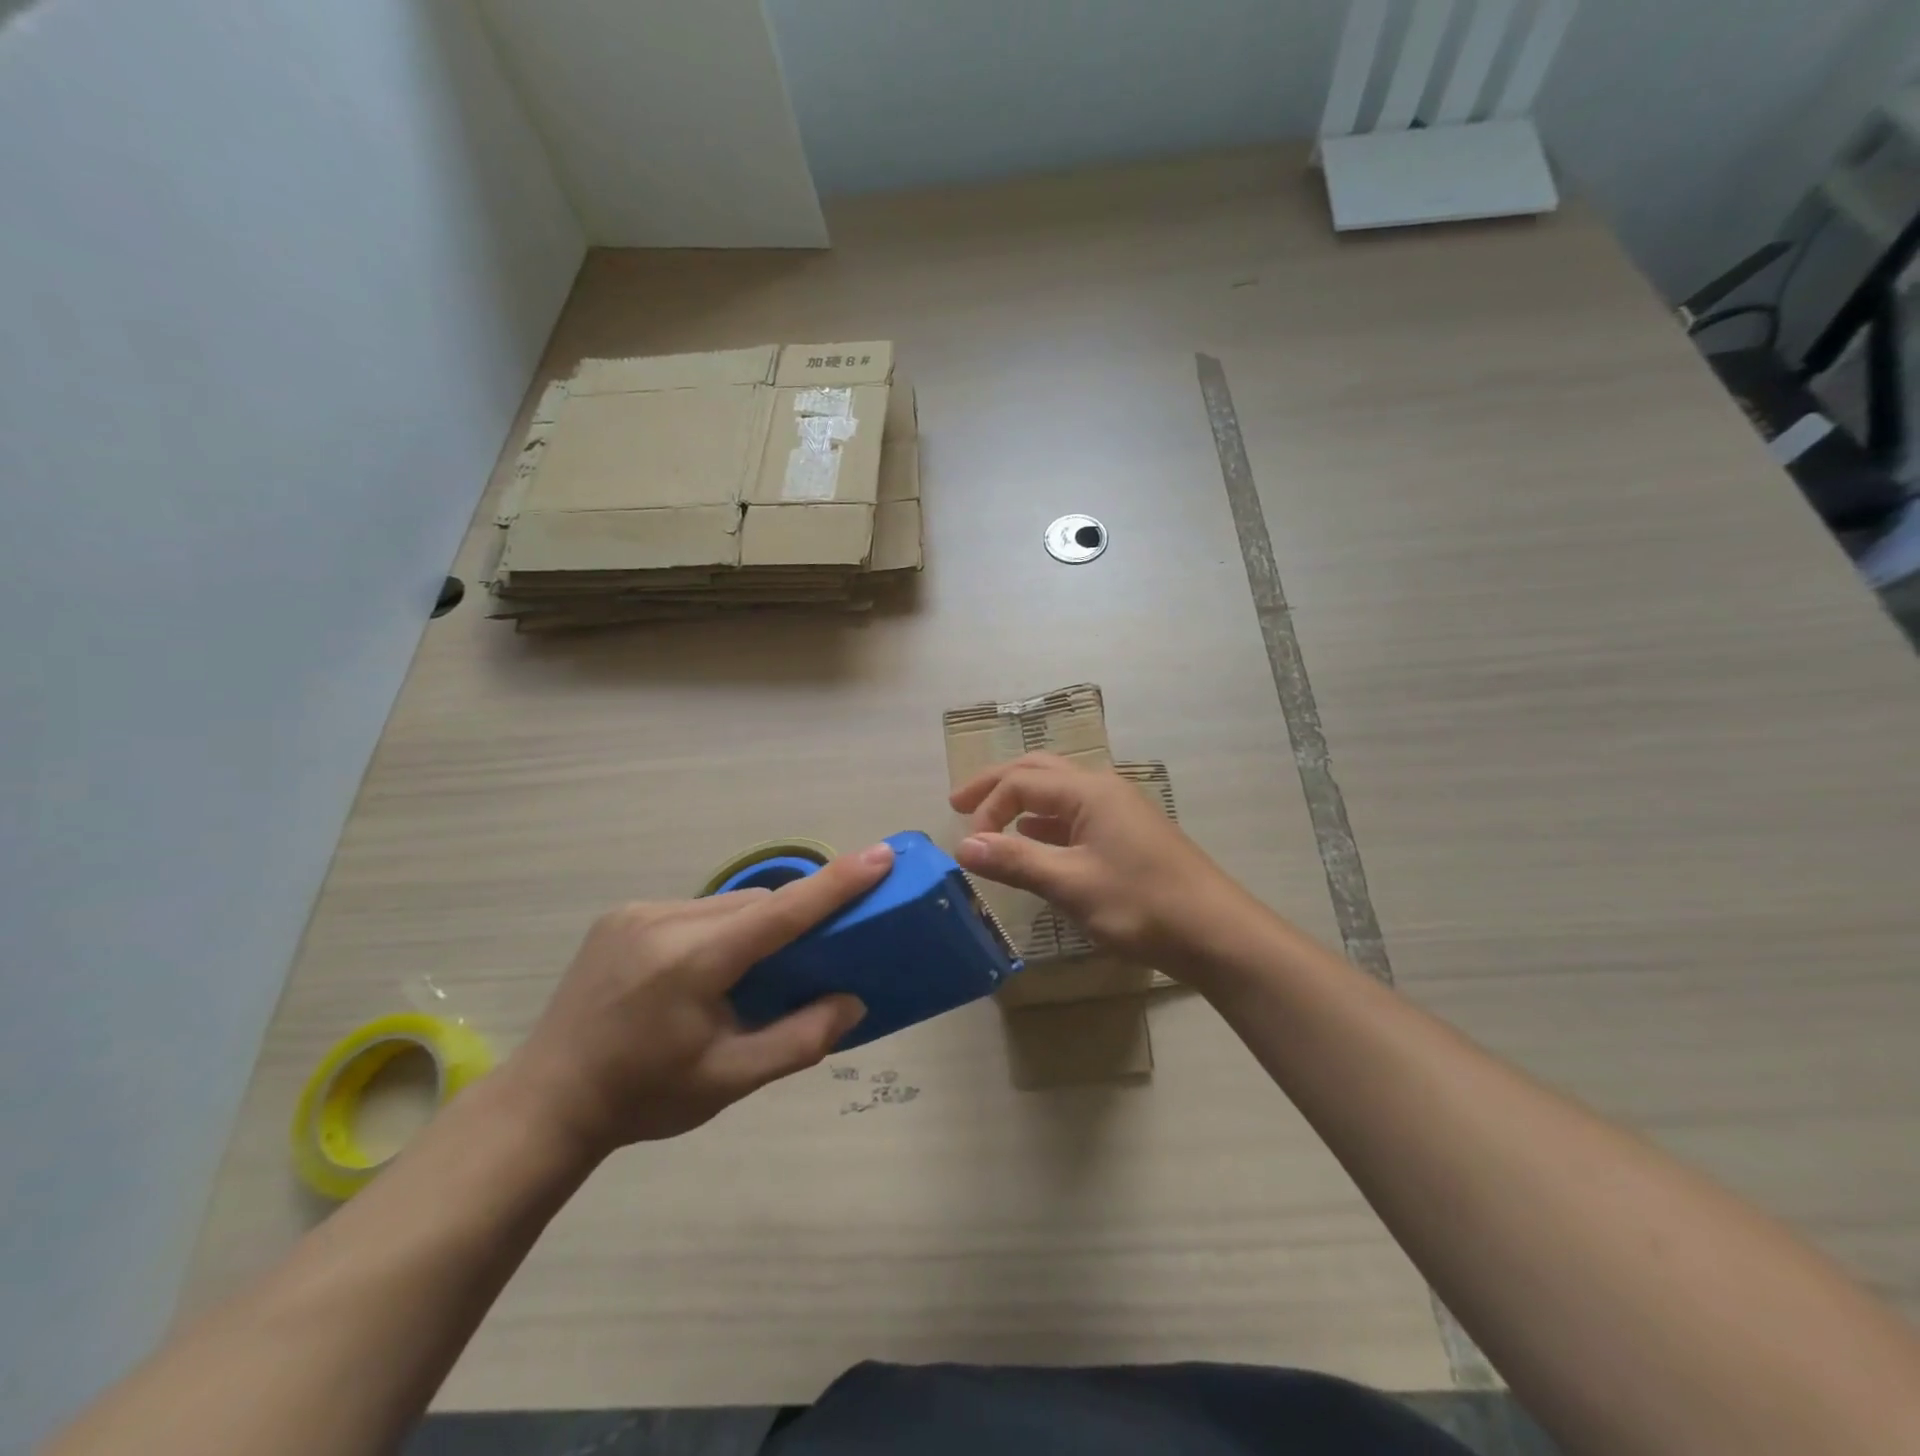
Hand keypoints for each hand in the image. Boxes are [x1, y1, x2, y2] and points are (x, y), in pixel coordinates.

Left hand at [503, 844, 891, 1156]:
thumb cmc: (643, 1097)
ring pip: (726, 904)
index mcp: (693, 961)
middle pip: (756, 904)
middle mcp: (665, 920)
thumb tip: (853, 1001)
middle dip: (791, 921)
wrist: (544, 1104)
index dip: (836, 882)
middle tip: (813, 955)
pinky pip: (694, 909)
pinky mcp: (621, 915)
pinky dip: (719, 928)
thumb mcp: (729, 1080)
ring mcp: (637, 912)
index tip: (880, 855)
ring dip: (753, 925)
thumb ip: (799, 1039)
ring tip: (751, 972)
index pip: (781, 911)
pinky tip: (705, 969)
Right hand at [950, 753, 1253, 972]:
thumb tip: (963, 846)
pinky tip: (1034, 840)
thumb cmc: (1141, 904)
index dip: (987, 809)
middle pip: (1038, 770)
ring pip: (1058, 790)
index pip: (1021, 782)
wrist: (1215, 932)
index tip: (969, 848)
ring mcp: (1118, 808)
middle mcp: (1102, 788)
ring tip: (989, 819)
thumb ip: (1015, 861)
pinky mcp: (1128, 832)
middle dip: (996, 784)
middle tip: (958, 802)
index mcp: (1088, 790)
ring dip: (1021, 799)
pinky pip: (1075, 812)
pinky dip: (1045, 820)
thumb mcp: (1071, 884)